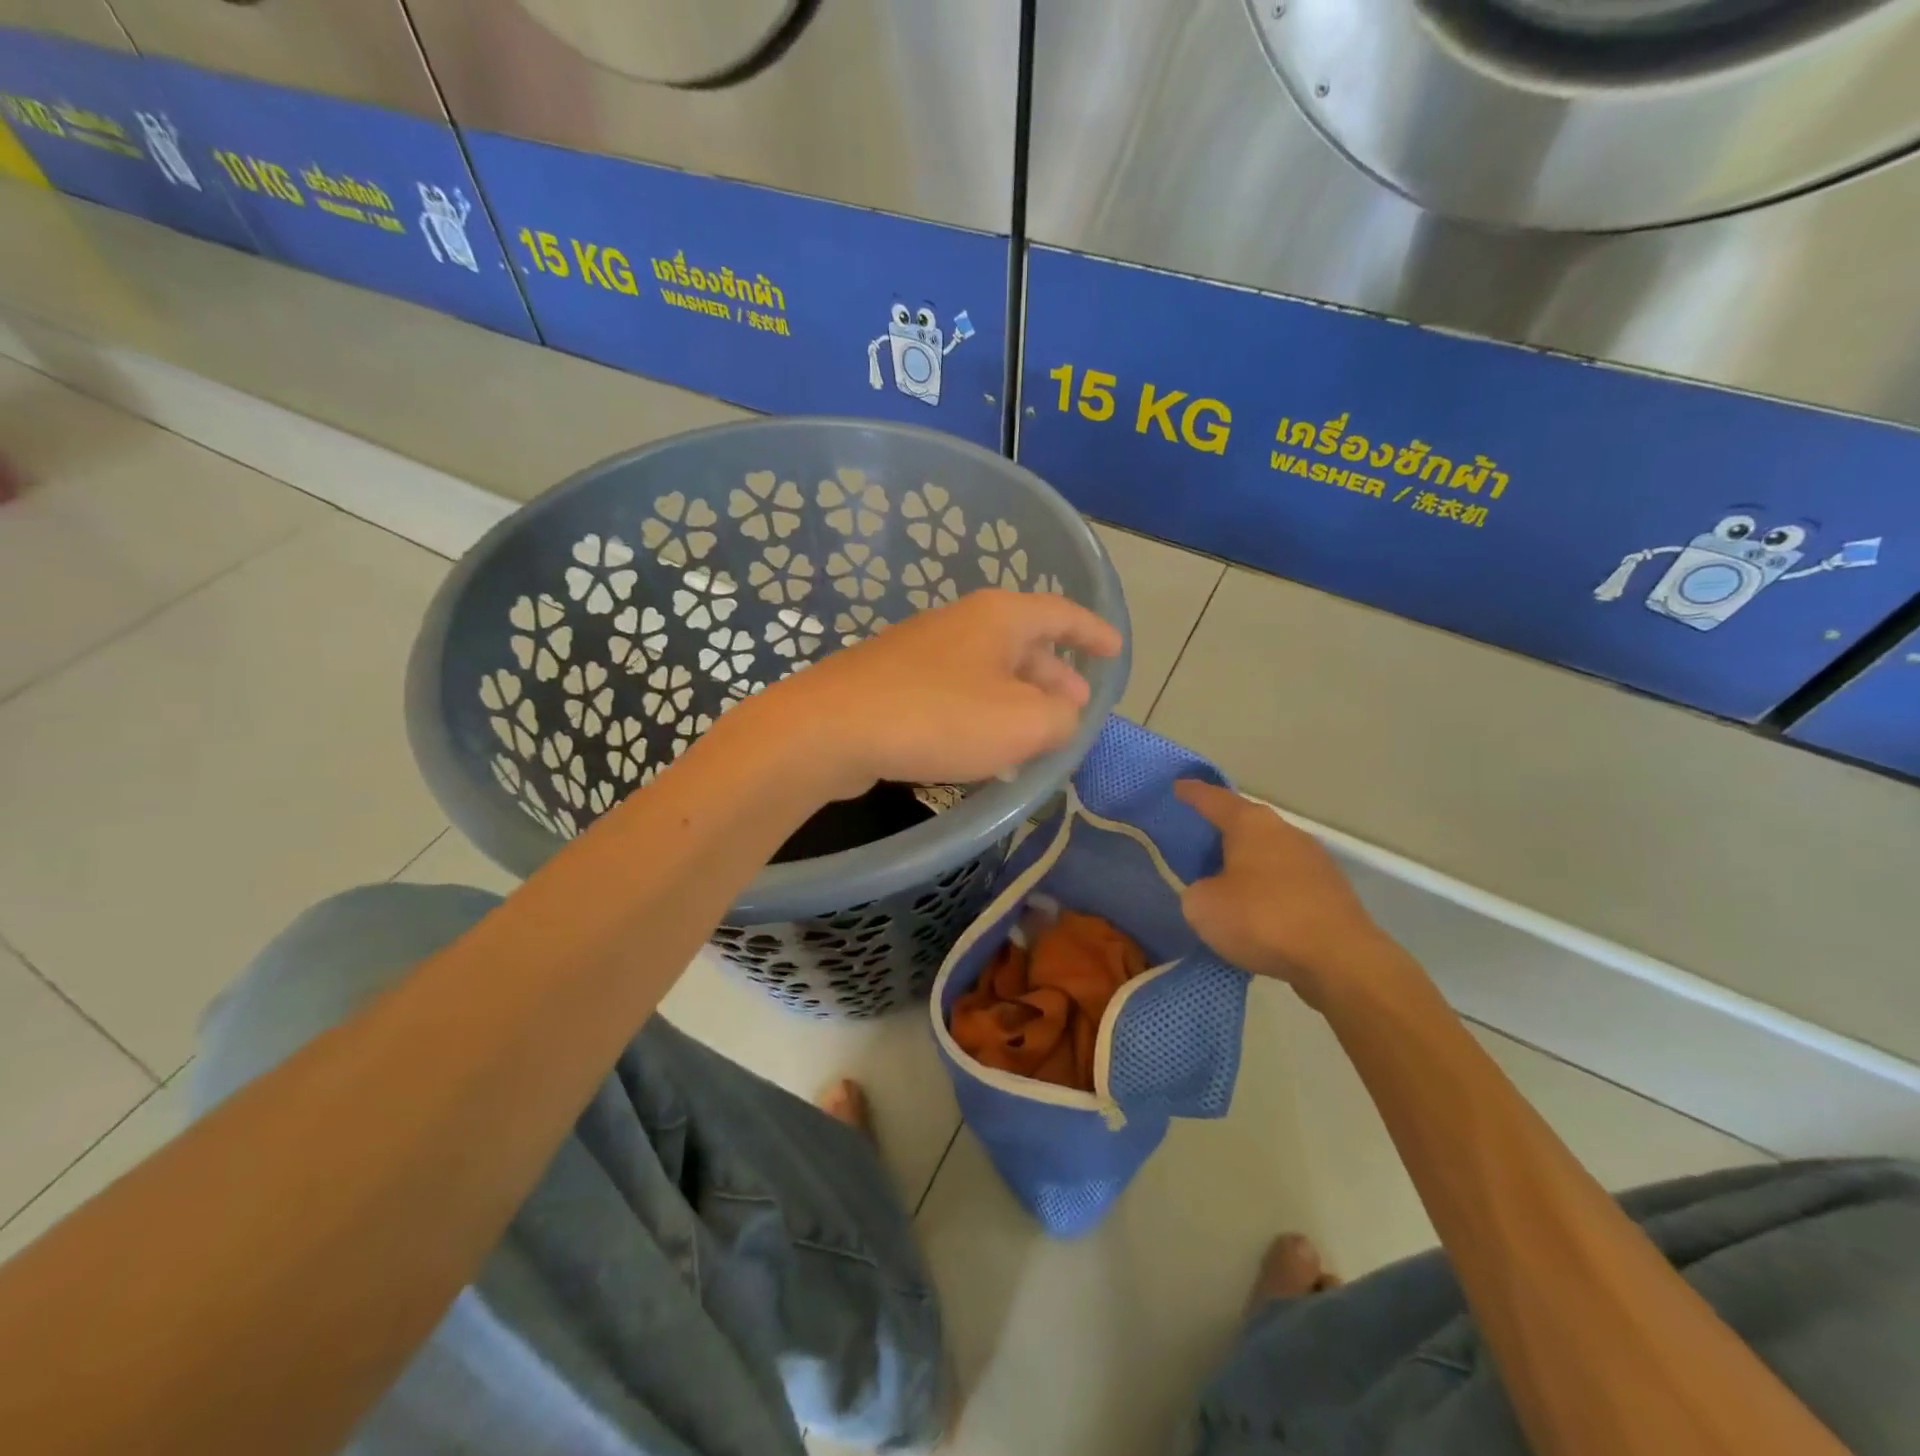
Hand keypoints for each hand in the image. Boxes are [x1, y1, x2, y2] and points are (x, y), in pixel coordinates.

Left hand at [758, 589, 1122, 799]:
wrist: (830, 730)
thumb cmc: (939, 717)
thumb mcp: (1023, 723)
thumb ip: (1062, 718)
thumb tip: (1064, 715)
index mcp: (999, 618)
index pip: (1061, 614)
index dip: (1093, 633)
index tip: (1115, 651)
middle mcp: (961, 623)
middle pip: (1024, 644)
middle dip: (1056, 677)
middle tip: (1076, 709)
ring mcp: (922, 651)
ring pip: (989, 673)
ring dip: (1018, 702)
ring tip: (1038, 738)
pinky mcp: (893, 682)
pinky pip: (956, 694)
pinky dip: (982, 716)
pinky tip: (983, 752)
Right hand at [1175, 781, 1398, 1006]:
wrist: (1340, 960)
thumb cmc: (1262, 919)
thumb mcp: (1203, 906)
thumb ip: (1196, 891)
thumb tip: (1211, 892)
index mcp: (1250, 824)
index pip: (1213, 799)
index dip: (1192, 793)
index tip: (1177, 786)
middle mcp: (1284, 831)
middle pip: (1245, 823)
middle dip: (1221, 830)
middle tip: (1196, 839)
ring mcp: (1313, 860)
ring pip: (1268, 852)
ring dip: (1246, 862)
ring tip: (1224, 880)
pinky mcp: (1330, 891)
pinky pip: (1286, 881)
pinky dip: (1267, 889)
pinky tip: (1256, 910)